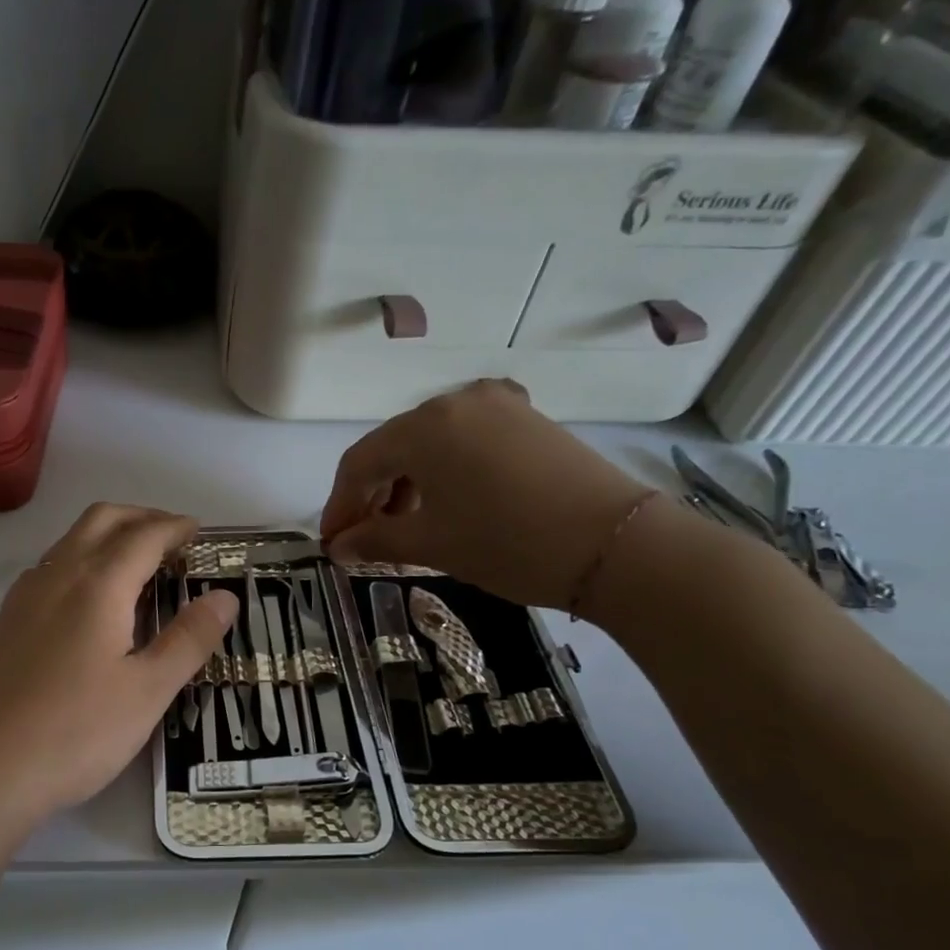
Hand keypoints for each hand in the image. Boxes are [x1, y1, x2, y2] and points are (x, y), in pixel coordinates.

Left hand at [0, 504, 237, 829]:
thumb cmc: (76, 732)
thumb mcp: (148, 691)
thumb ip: (188, 638)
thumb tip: (225, 596)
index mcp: (97, 584)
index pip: (144, 535)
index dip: (175, 528)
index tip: (199, 533)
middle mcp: (57, 576)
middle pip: (101, 520)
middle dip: (141, 517)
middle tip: (172, 539)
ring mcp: (23, 597)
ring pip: (70, 541)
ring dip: (108, 537)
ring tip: (137, 567)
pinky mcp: (5, 622)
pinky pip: (50, 569)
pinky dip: (81, 562)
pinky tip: (89, 603)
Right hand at [321, 381, 650, 609]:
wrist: (617, 545)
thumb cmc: (507, 543)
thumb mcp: (432, 544)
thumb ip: (374, 541)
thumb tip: (339, 547)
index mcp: (424, 426)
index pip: (359, 463)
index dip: (339, 505)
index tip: (332, 543)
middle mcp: (456, 402)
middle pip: (393, 448)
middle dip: (372, 495)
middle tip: (363, 539)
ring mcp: (498, 406)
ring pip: (430, 443)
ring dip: (407, 484)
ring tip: (405, 527)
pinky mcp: (529, 420)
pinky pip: (466, 441)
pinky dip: (444, 472)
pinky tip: (446, 504)